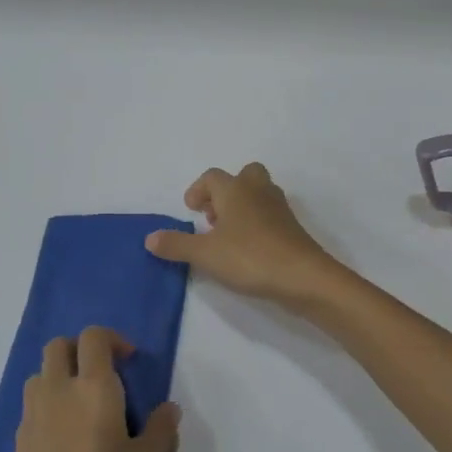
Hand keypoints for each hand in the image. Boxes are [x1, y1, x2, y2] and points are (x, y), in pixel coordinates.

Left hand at [0, 327, 179, 451]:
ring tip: (86, 416)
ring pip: (38, 380)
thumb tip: (166, 409)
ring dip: (60, 381)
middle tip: (106, 381)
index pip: (93, 338)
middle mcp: (55, 397)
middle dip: (81, 352)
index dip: (112, 340)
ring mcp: (28, 425)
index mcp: (92, 391)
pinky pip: (31, 417)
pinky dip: (48, 416)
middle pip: (57, 348)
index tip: (130, 363)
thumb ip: (159, 431)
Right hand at [146, 163, 344, 310]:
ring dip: (242, 206)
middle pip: (243, 175)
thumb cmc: (249, 257)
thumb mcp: (205, 254)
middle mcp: (258, 191)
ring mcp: (279, 208)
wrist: (302, 276)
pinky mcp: (292, 227)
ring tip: (228, 235)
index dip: (198, 190)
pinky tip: (249, 248)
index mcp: (235, 189)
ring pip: (259, 193)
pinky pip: (270, 213)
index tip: (190, 211)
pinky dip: (257, 222)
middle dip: (225, 192)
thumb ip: (176, 245)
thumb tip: (149, 238)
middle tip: (213, 218)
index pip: (212, 176)